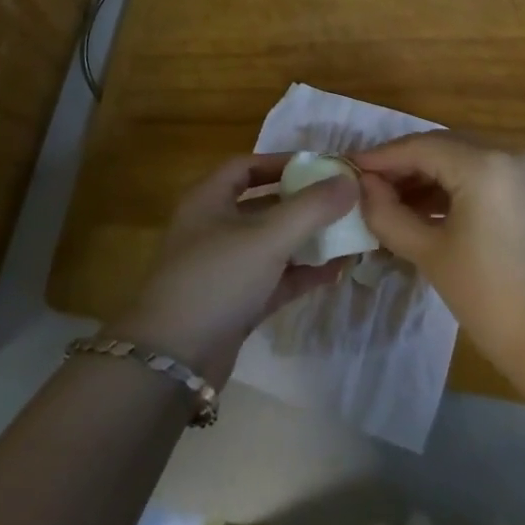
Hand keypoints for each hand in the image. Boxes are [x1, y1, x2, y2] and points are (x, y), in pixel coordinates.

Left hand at [110, 155, 358, 384]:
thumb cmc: (216, 278)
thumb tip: (351, 180)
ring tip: (348, 235)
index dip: (282, 162)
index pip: (247, 166)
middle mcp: (214, 227)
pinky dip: (301, 273)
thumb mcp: (267, 237)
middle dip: (302, 203)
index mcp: (209, 199)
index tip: (320, 167)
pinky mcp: (235, 304)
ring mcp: (224, 268)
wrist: (173, 361)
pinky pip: (275, 279)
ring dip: (306, 239)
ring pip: (272, 244)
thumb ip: (311, 207)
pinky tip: (335, 271)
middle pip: (263, 205)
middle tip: (342, 201)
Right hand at [354, 132, 524, 381]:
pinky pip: (483, 175)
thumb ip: (390, 214)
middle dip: (403, 165)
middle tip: (367, 187)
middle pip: (442, 146)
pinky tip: (427, 211)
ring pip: (463, 159)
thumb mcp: (431, 255)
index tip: (347, 169)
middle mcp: (508, 154)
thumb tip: (363, 188)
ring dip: (427, 176)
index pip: (419, 147)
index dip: (380, 158)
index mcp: (484, 163)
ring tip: (391, 203)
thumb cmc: (493, 300)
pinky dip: (454, 187)